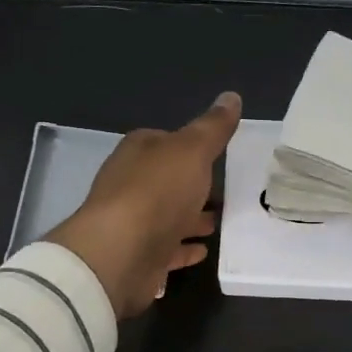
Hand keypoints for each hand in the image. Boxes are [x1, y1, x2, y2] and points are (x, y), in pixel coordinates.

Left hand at [46, 92, 241, 317]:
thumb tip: (231, 96)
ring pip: (168, 215)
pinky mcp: (139, 256)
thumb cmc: (157, 192)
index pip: (165, 141)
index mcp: (139, 152)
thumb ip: (212, 127)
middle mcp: (131, 184)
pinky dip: (184, 247)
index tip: (217, 154)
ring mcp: (133, 222)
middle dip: (193, 185)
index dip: (190, 146)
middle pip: (167, 180)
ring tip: (221, 222)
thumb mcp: (192, 150)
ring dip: (191, 217)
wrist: (120, 254)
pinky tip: (203, 251)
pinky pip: (167, 248)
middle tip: (226, 191)